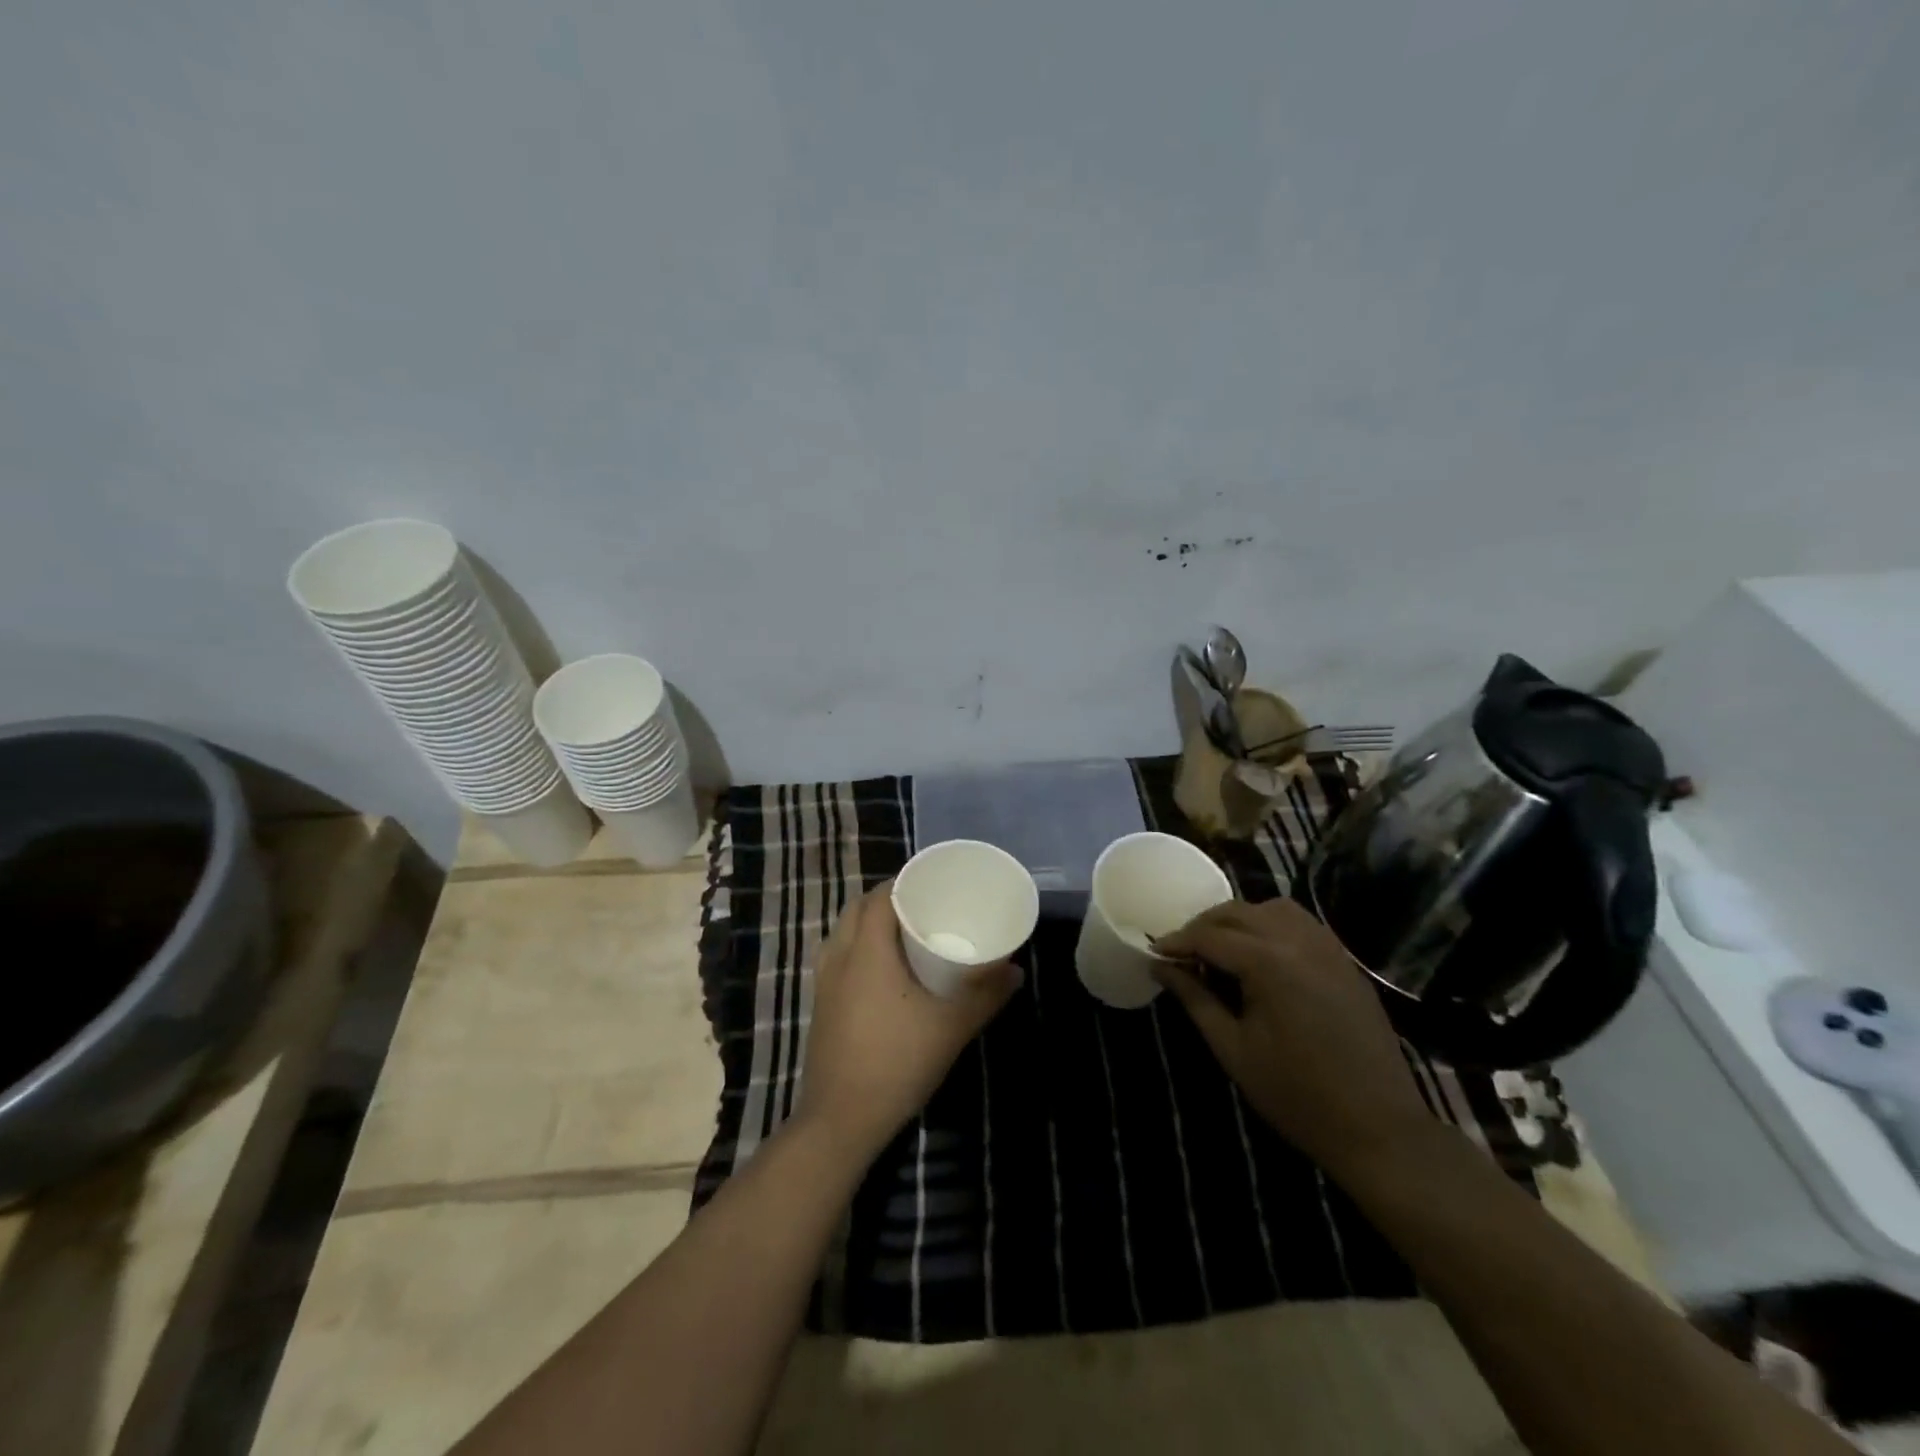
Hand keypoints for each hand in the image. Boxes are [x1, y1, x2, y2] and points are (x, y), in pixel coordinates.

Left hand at [796, 884, 1018, 1161]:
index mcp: (867, 950)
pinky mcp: (819, 1005)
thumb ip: (986, 995)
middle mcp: (840, 957)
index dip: (902, 883)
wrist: (842, 1119)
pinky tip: (880, 972)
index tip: (930, 884)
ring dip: (867, 923)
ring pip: (842, 932)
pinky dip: (855, 948)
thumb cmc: (898, 1062)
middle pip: (857, 909)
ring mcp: (824, 982)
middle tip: (921, 907)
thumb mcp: (951, 1027)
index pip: (879, 897)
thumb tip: (1016, 970)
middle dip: (885, 900)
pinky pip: (836, 957)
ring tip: (901, 933)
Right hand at [1154, 899, 1430, 1178]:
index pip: (1209, 937)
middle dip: (1203, 926)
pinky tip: (1261, 956)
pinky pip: (1301, 924)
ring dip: (1239, 920)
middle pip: (1238, 912)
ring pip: (1271, 909)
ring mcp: (1328, 947)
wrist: (1379, 1128)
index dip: (1176, 942)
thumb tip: (1160, 966)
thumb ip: (1195, 999)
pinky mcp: (1345, 961)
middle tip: (1181, 952)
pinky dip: (1272, 926)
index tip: (1153, 952)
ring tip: (1220, 949)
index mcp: (1269, 963)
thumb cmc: (1296, 1095)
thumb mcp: (1233, 1049)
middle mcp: (1299, 941)